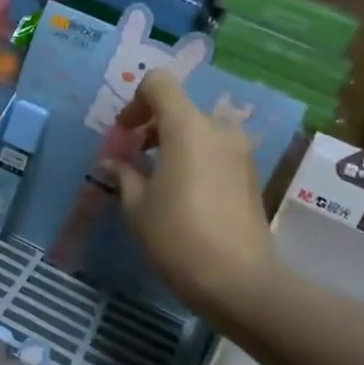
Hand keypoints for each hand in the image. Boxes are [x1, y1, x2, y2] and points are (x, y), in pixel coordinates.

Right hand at [102, 69, 279, 331]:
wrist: (239, 281)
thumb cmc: (178, 236)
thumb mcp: (137, 206)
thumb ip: (124, 174)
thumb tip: (112, 164)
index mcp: (187, 127)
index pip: (159, 84)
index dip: (135, 101)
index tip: (124, 134)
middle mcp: (218, 130)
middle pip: (179, 108)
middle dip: (151, 126)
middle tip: (132, 159)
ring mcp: (240, 152)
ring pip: (199, 130)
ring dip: (173, 144)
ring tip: (153, 179)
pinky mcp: (251, 175)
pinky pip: (215, 152)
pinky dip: (193, 159)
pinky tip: (180, 195)